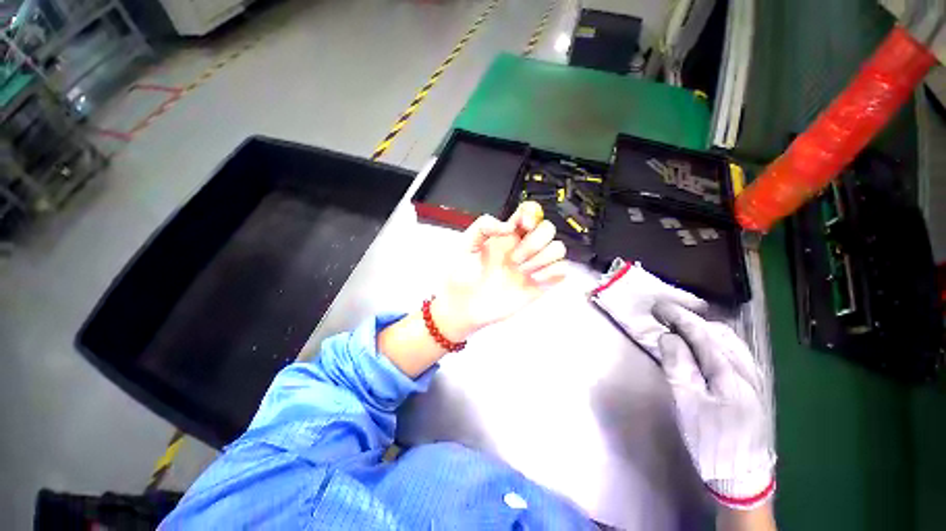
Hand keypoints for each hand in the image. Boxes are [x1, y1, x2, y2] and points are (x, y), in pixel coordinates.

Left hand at [432, 202, 568, 340]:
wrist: (463, 306)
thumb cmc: (461, 275)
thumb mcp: (465, 246)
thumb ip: (483, 227)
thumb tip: (508, 225)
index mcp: (506, 236)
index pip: (529, 213)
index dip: (532, 213)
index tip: (524, 225)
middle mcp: (522, 247)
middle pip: (547, 229)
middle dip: (535, 242)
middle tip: (514, 259)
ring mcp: (533, 265)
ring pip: (558, 248)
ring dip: (543, 258)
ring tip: (522, 271)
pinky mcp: (540, 284)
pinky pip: (562, 270)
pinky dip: (553, 271)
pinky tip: (534, 279)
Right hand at [653, 302, 775, 509]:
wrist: (743, 477)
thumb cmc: (711, 441)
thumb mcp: (687, 405)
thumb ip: (679, 367)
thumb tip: (669, 337)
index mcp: (730, 374)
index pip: (702, 334)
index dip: (679, 317)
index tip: (657, 307)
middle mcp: (747, 369)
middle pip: (719, 333)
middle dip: (690, 320)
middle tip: (665, 318)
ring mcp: (755, 378)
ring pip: (730, 341)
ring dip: (703, 328)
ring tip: (681, 328)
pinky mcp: (755, 386)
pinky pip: (736, 352)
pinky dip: (716, 340)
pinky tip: (706, 346)